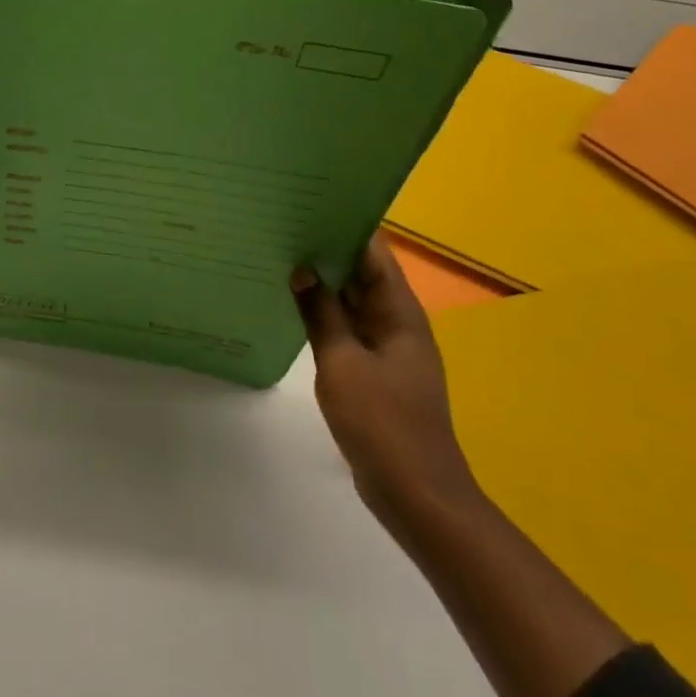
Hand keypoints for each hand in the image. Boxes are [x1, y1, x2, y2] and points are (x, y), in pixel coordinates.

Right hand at [293, 235, 481, 544]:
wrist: (415, 494)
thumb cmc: (383, 423)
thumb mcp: (342, 362)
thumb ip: (321, 313)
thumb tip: (301, 268)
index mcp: (399, 311)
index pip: (374, 252)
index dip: (346, 224)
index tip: (310, 202)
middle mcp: (396, 321)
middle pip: (362, 272)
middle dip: (327, 249)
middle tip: (283, 225)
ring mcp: (386, 347)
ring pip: (352, 301)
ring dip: (323, 282)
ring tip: (280, 255)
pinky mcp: (375, 371)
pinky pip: (347, 329)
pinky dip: (324, 314)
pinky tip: (292, 306)